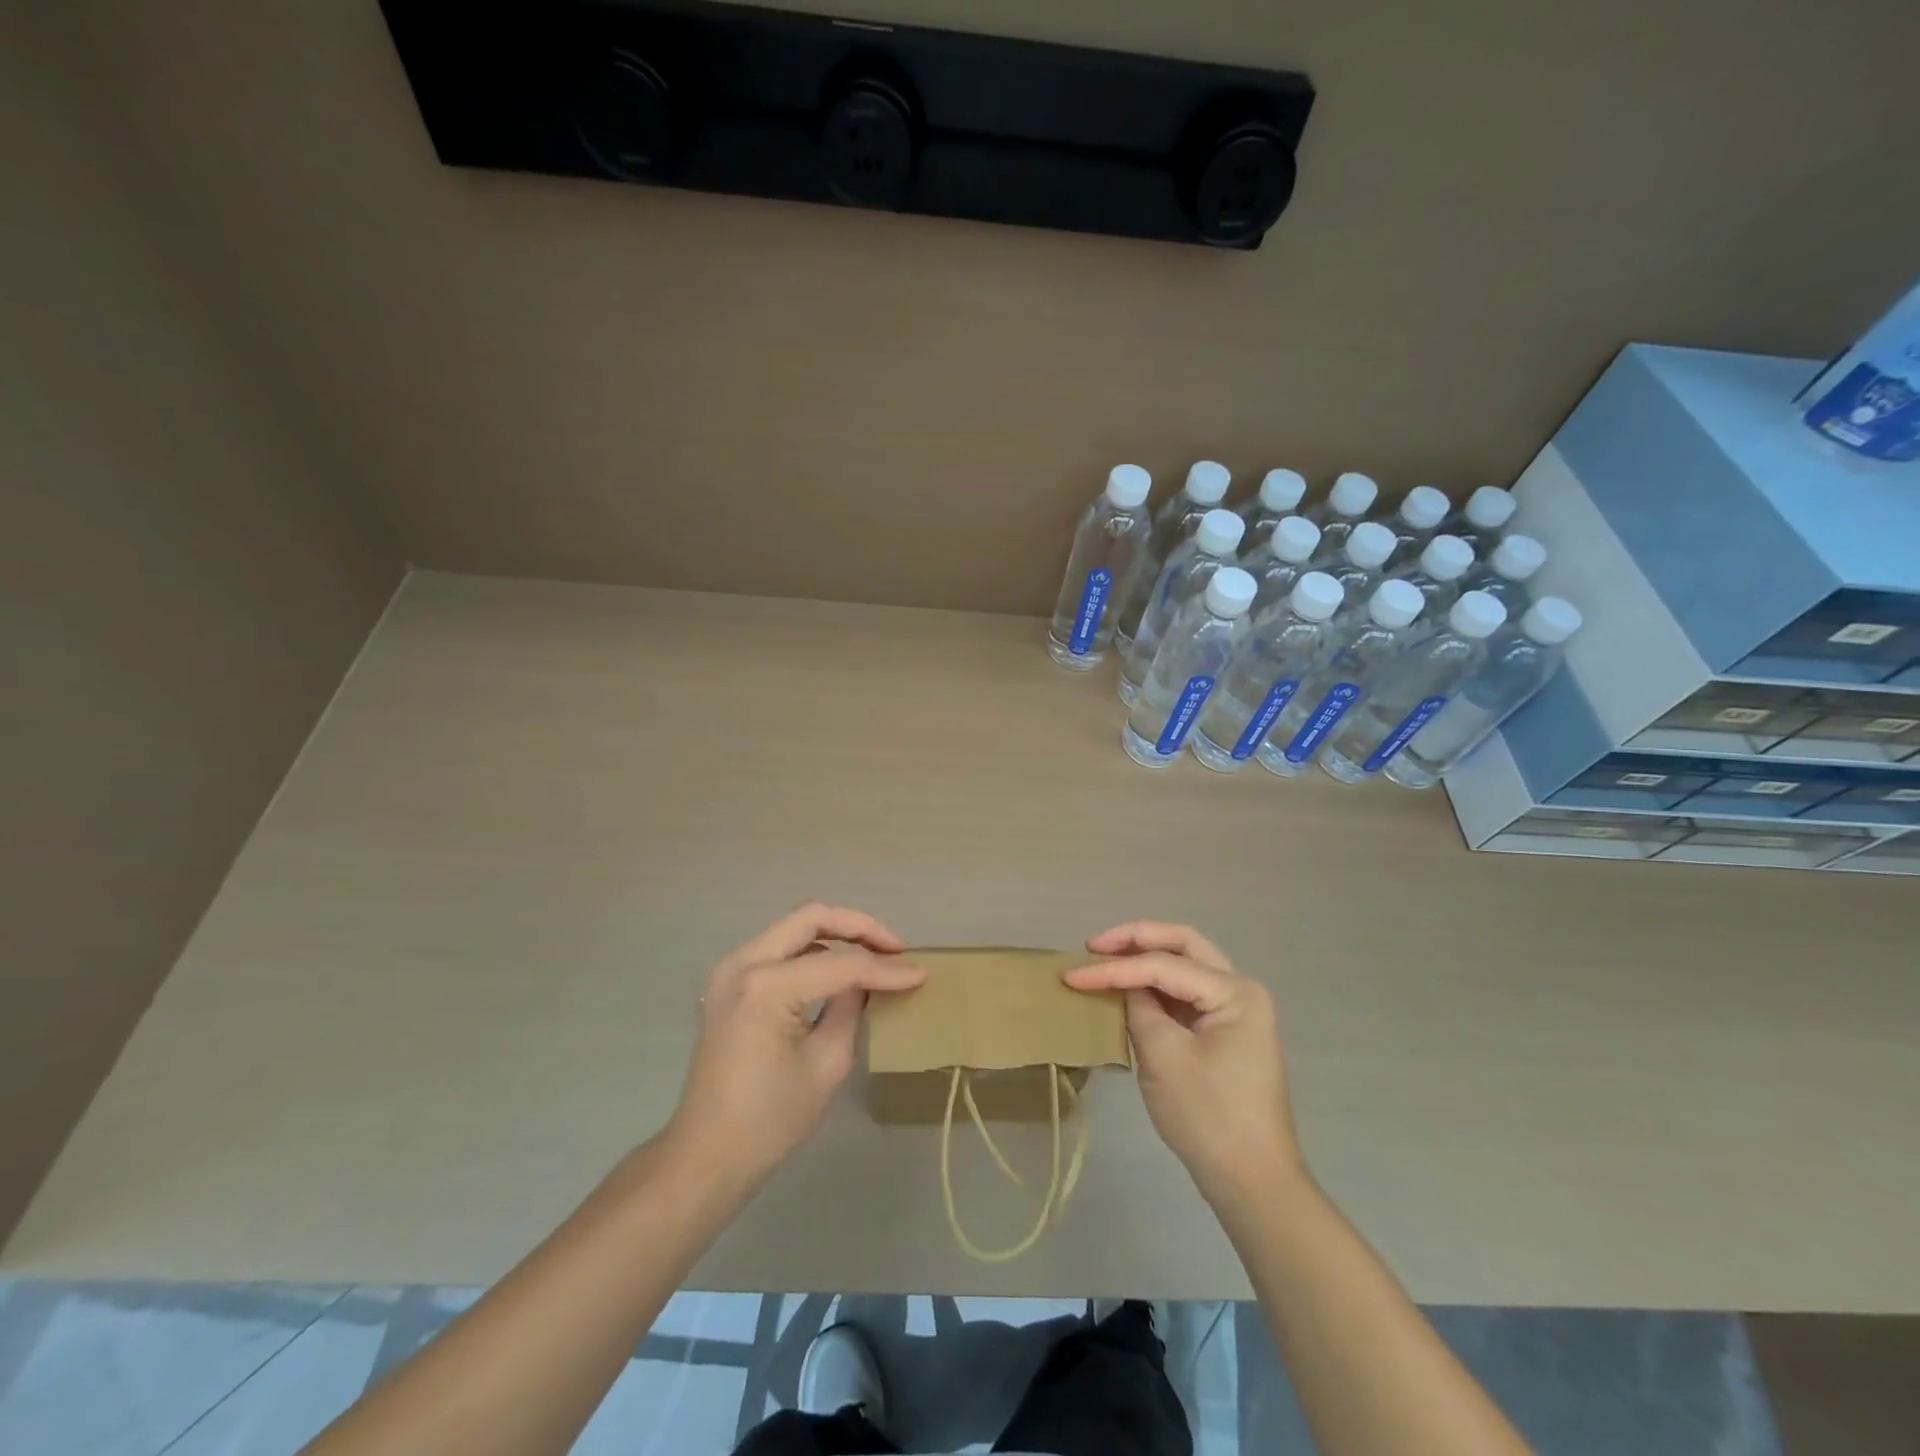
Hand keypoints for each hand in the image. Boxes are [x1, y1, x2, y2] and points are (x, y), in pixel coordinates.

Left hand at [664, 903, 925, 1188]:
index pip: (840, 964)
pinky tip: (839, 971)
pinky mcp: (730, 983)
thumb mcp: (827, 1063)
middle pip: (811, 917)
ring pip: (794, 927)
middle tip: (894, 948)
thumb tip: (871, 981)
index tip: (920, 974)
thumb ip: (852, 1008)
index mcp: (766, 987)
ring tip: (874, 957)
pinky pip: (779, 949)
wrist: (705, 1157)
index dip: (884, 969)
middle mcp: (743, 964)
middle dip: (859, 927)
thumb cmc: (770, 1120)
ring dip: (836, 934)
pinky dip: (812, 950)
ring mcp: (731, 970)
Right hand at [1065, 922, 1303, 1201]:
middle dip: (1136, 939)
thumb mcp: (1164, 1057)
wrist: (1253, 1183)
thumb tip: (1121, 983)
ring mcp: (1235, 1011)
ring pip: (1185, 965)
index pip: (1164, 965)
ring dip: (1145, 958)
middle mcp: (1240, 990)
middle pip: (1183, 945)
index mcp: (1235, 992)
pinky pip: (1185, 993)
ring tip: (1104, 959)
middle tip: (1095, 945)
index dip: (1114, 968)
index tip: (1071, 974)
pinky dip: (1155, 986)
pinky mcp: (1223, 1032)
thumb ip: (1138, 1008)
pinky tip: (1127, 988)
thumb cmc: (1209, 1118)